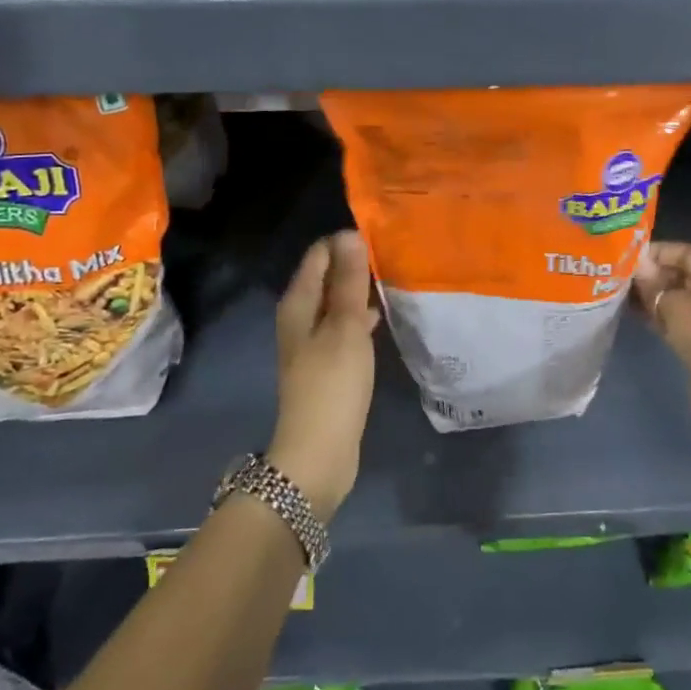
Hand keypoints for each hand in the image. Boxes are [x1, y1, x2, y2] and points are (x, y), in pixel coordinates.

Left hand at [268, 231, 380, 519]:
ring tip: (393, 278)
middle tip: (393, 253)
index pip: (319, 255)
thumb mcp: (345, 328)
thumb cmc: (332, 385)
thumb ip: (348, 283)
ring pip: (336, 303)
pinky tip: (382, 317)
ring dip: (359, 290)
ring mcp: (313, 343)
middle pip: (326, 277)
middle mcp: (300, 319)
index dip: (345, 242)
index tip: (380, 236)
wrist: (318, 454)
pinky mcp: (328, 365)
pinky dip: (360, 317)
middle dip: (354, 263)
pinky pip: (344, 327)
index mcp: (297, 304)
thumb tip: (350, 235)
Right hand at [633, 241, 690, 433]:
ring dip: (652, 295)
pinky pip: (675, 320)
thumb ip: (656, 286)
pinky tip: (631, 310)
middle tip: (620, 272)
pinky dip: (656, 315)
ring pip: (677, 300)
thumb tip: (638, 269)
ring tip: (620, 289)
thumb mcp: (680, 308)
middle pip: (683, 276)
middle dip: (653, 274)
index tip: (629, 253)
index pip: (690, 255)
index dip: (659, 252)